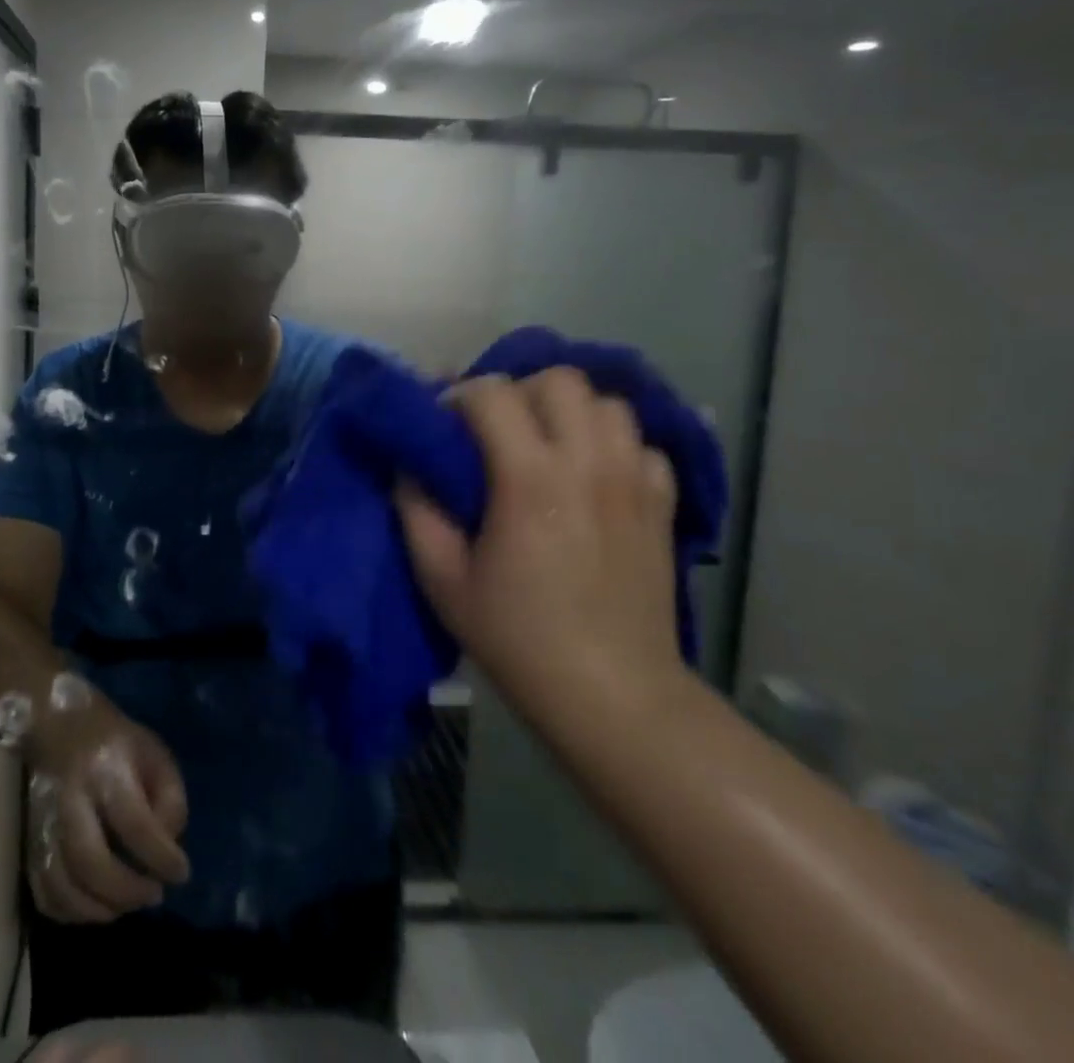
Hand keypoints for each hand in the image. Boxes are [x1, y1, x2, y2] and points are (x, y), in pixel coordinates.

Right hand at [25, 692, 190, 922]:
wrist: (58, 724)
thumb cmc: (114, 739)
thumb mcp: (153, 751)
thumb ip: (168, 796)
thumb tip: (168, 845)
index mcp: (106, 768)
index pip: (134, 823)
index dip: (161, 856)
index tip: (181, 872)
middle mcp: (70, 798)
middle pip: (91, 862)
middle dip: (127, 891)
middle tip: (153, 895)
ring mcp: (43, 823)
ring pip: (62, 885)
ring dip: (99, 909)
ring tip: (127, 904)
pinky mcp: (28, 840)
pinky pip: (43, 893)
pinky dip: (70, 912)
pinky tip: (95, 906)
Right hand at [395, 368, 688, 733]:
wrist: (613, 694)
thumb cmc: (517, 636)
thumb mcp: (442, 579)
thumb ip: (416, 509)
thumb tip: (410, 463)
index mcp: (529, 479)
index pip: (492, 393)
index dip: (458, 396)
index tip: (444, 424)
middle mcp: (588, 463)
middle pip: (558, 380)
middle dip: (518, 391)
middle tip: (496, 430)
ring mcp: (634, 480)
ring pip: (606, 401)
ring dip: (568, 411)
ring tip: (546, 444)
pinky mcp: (663, 503)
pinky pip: (641, 443)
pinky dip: (613, 444)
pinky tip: (593, 475)